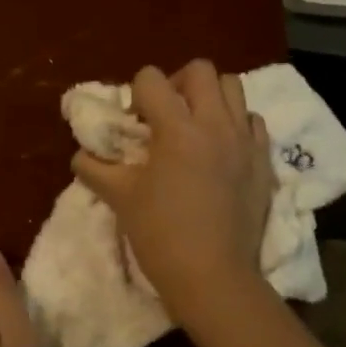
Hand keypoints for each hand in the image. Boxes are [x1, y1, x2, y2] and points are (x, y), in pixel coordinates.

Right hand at [71, 61, 274, 325]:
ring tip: (195, 126)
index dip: (136, 93)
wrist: (213, 277)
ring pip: (233, 87)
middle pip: (200, 70)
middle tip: (165, 115)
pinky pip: (253, 122)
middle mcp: (215, 124)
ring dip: (210, 97)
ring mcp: (244, 141)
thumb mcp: (120, 198)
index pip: (152, 78)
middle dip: (177, 83)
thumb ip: (95, 169)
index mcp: (177, 128)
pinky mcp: (264, 162)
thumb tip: (81, 155)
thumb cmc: (161, 235)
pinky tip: (221, 149)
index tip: (134, 123)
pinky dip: (236, 124)